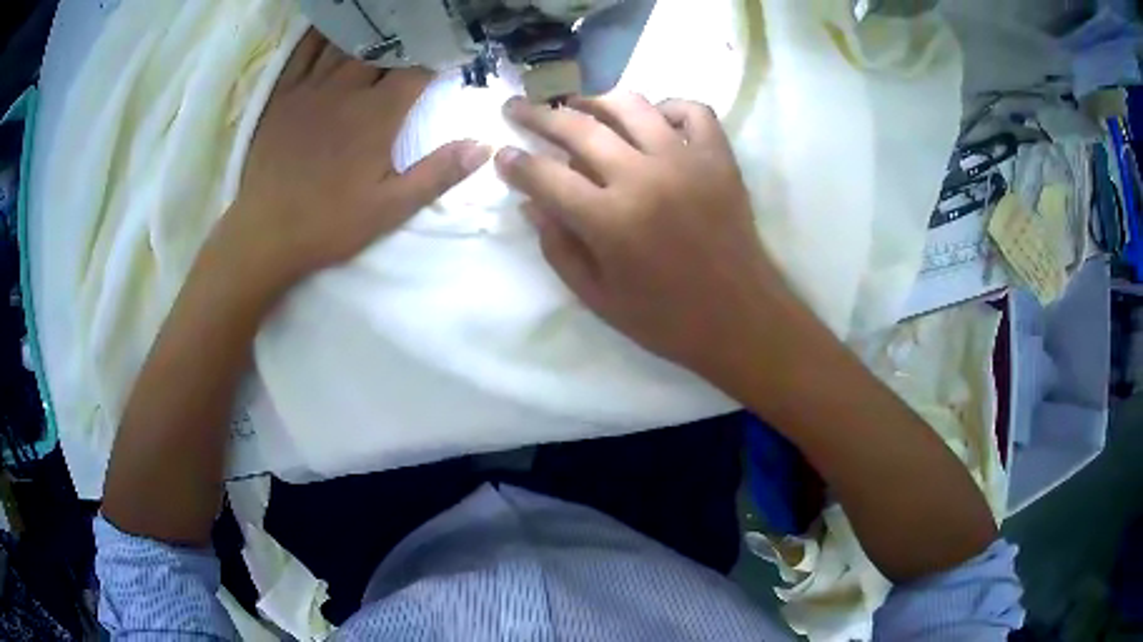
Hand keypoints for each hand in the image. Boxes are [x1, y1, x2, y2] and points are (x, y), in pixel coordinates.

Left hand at [224, 31, 490, 289]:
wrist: (265, 233)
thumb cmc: (330, 223)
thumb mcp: (391, 209)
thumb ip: (438, 174)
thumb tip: (483, 146)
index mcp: (378, 114)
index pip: (418, 68)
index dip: (439, 55)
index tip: (451, 52)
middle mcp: (347, 89)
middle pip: (384, 47)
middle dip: (407, 38)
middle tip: (420, 32)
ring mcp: (312, 87)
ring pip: (347, 41)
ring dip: (370, 30)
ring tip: (387, 20)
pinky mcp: (284, 93)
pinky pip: (305, 50)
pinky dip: (323, 32)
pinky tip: (337, 24)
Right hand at [495, 93, 793, 379]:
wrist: (740, 319)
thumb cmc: (666, 319)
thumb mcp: (597, 297)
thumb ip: (558, 247)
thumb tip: (531, 204)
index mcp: (609, 220)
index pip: (545, 176)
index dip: (515, 163)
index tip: (500, 154)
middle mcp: (643, 177)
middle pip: (578, 128)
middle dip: (537, 115)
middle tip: (517, 107)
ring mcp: (686, 161)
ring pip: (631, 105)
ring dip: (595, 100)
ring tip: (578, 106)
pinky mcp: (719, 158)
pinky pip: (692, 111)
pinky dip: (667, 107)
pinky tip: (653, 120)